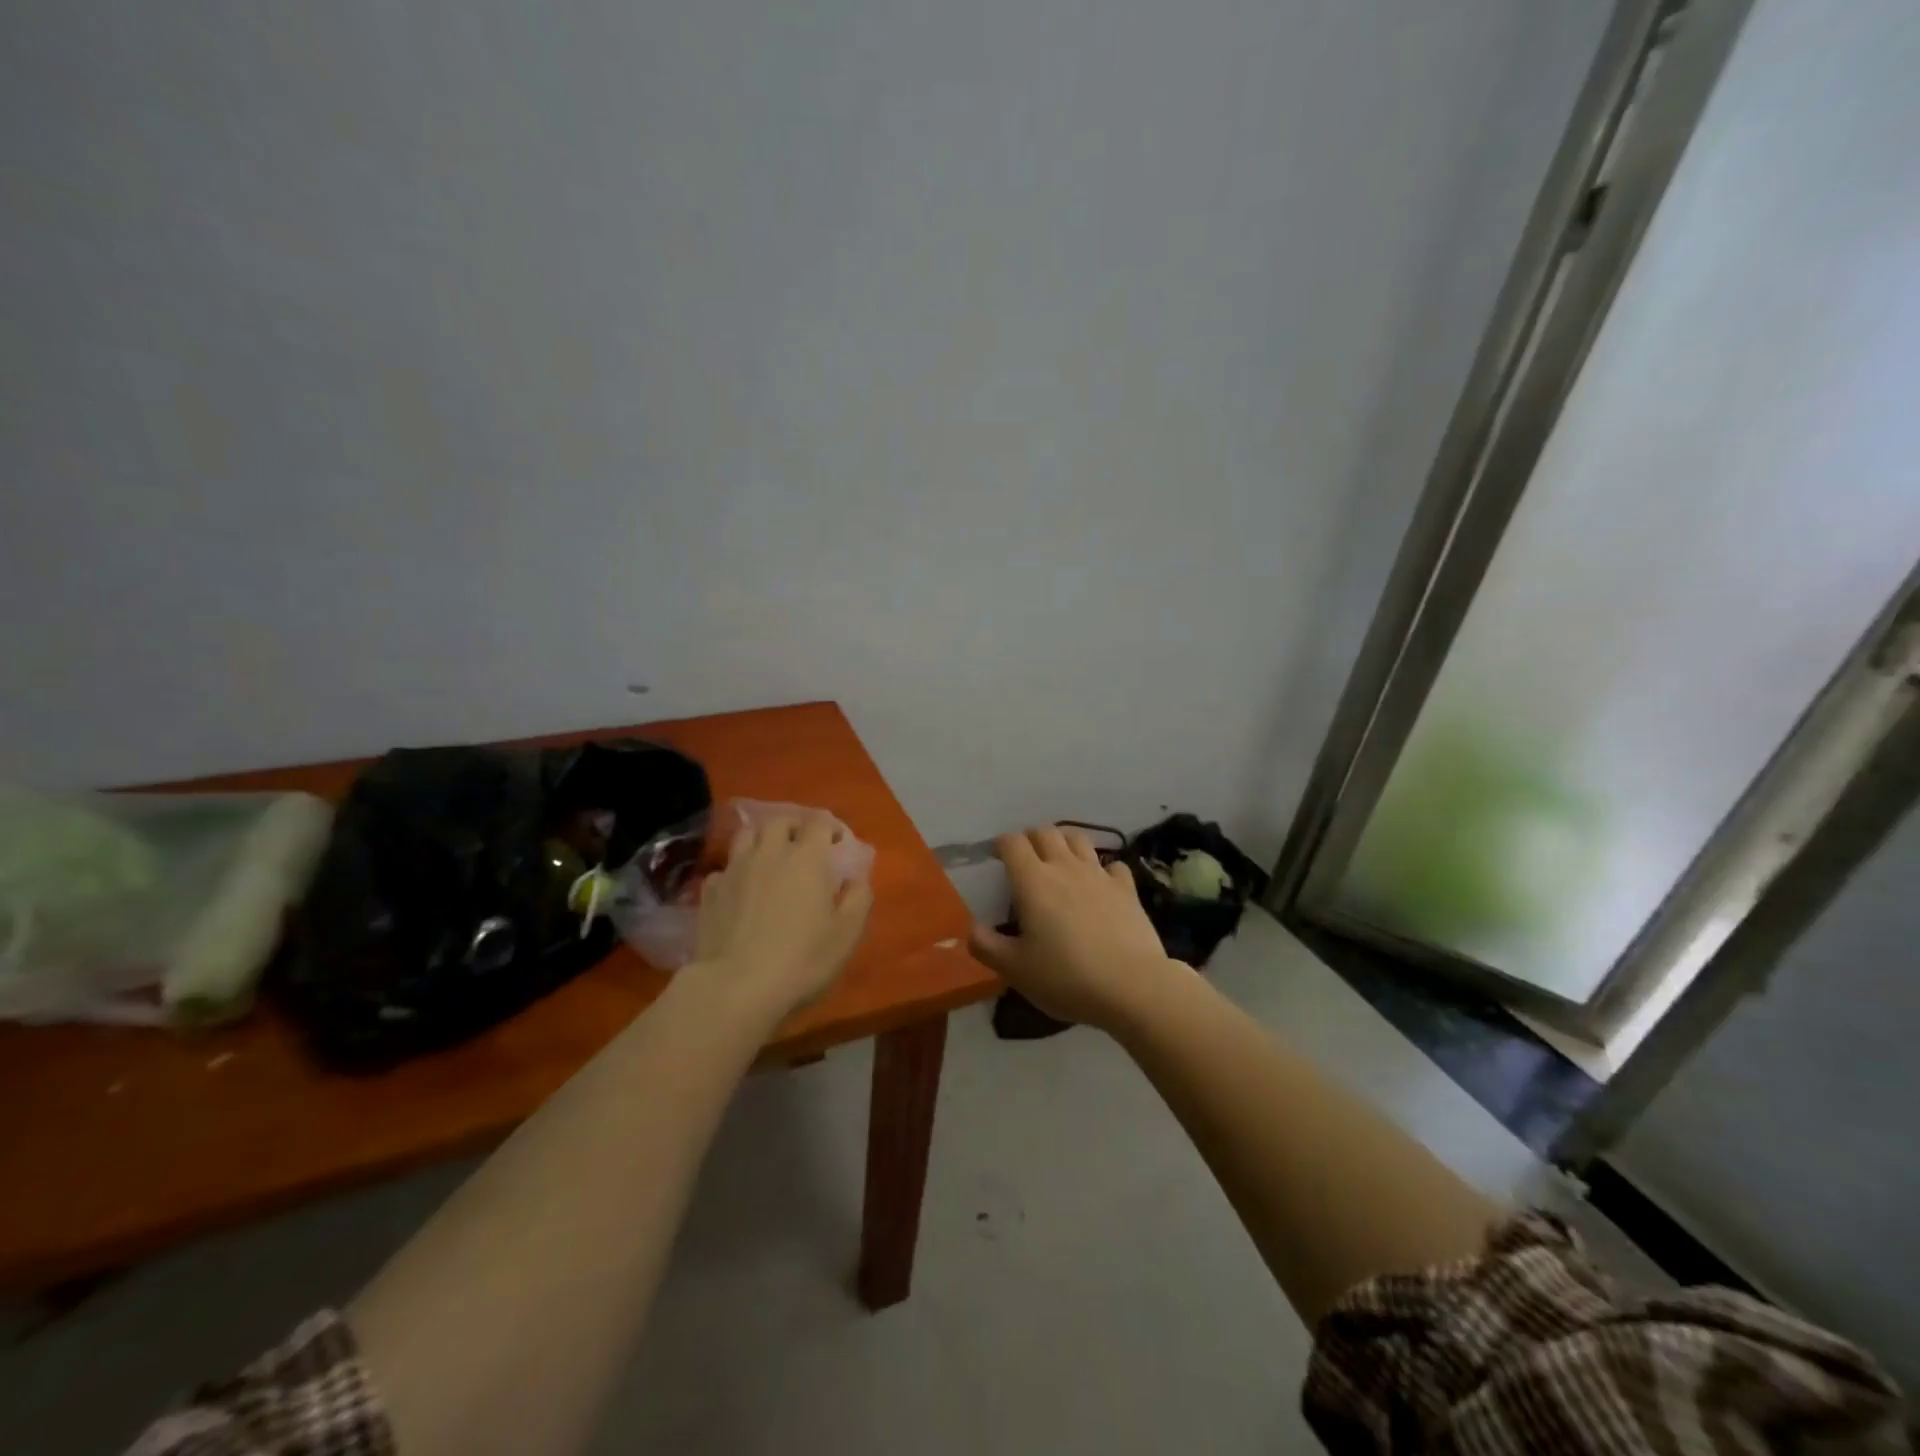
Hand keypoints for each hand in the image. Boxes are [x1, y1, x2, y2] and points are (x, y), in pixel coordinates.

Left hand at [693, 816, 872, 1017]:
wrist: (737, 987)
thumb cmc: (803, 959)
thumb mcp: (847, 934)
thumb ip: (858, 898)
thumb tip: (857, 878)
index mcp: (807, 858)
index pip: (819, 822)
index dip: (830, 827)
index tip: (838, 844)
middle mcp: (770, 853)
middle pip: (780, 821)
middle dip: (794, 827)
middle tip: (803, 846)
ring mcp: (735, 869)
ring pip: (747, 836)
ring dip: (761, 840)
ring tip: (769, 858)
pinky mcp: (710, 892)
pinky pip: (724, 869)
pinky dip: (735, 872)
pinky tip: (740, 890)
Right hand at [968, 826, 1179, 1031]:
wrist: (1132, 987)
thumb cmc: (1066, 977)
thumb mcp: (1015, 970)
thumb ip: (987, 946)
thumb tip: (970, 928)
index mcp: (1033, 880)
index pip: (1012, 842)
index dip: (1001, 844)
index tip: (996, 858)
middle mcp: (1065, 867)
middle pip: (1045, 832)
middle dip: (1031, 839)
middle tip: (1025, 860)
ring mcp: (1099, 874)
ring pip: (1078, 839)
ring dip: (1064, 842)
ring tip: (1059, 861)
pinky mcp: (1127, 888)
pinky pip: (1112, 865)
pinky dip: (1101, 868)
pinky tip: (1099, 884)